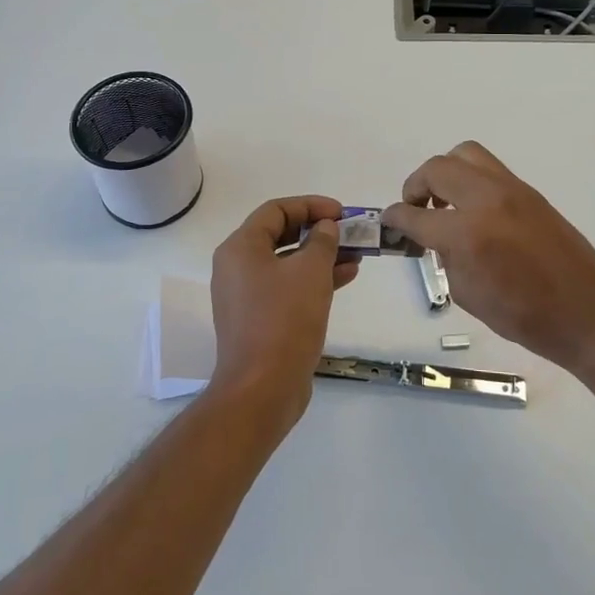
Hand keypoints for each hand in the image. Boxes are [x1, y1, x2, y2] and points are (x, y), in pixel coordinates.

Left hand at [207, 195, 358, 425]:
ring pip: (287, 263)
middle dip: (317, 231)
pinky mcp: (259, 319)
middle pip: (280, 235)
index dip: (310, 205)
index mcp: (241, 248)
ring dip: (321, 256)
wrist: (263, 389)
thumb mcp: (310, 272)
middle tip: (349, 231)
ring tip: (356, 254)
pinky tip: (346, 277)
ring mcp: (247, 295)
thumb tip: (325, 228)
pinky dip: (314, 279)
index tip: (340, 212)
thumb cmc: (285, 320)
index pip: (276, 210)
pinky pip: (288, 287)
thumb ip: (322, 242)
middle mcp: (237, 267)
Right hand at [384, 143, 594, 372]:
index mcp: (467, 234)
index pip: (415, 215)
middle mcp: (486, 200)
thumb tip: (437, 239)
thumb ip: (446, 258)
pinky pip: (489, 169)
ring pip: (465, 154)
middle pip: (437, 169)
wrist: (587, 312)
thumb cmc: (525, 317)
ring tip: (445, 201)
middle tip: (416, 208)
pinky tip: (473, 209)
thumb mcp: (468, 295)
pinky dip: (470, 179)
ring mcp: (511, 190)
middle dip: (416, 186)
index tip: (388, 221)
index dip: (394, 218)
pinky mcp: (529, 191)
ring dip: (445, 173)